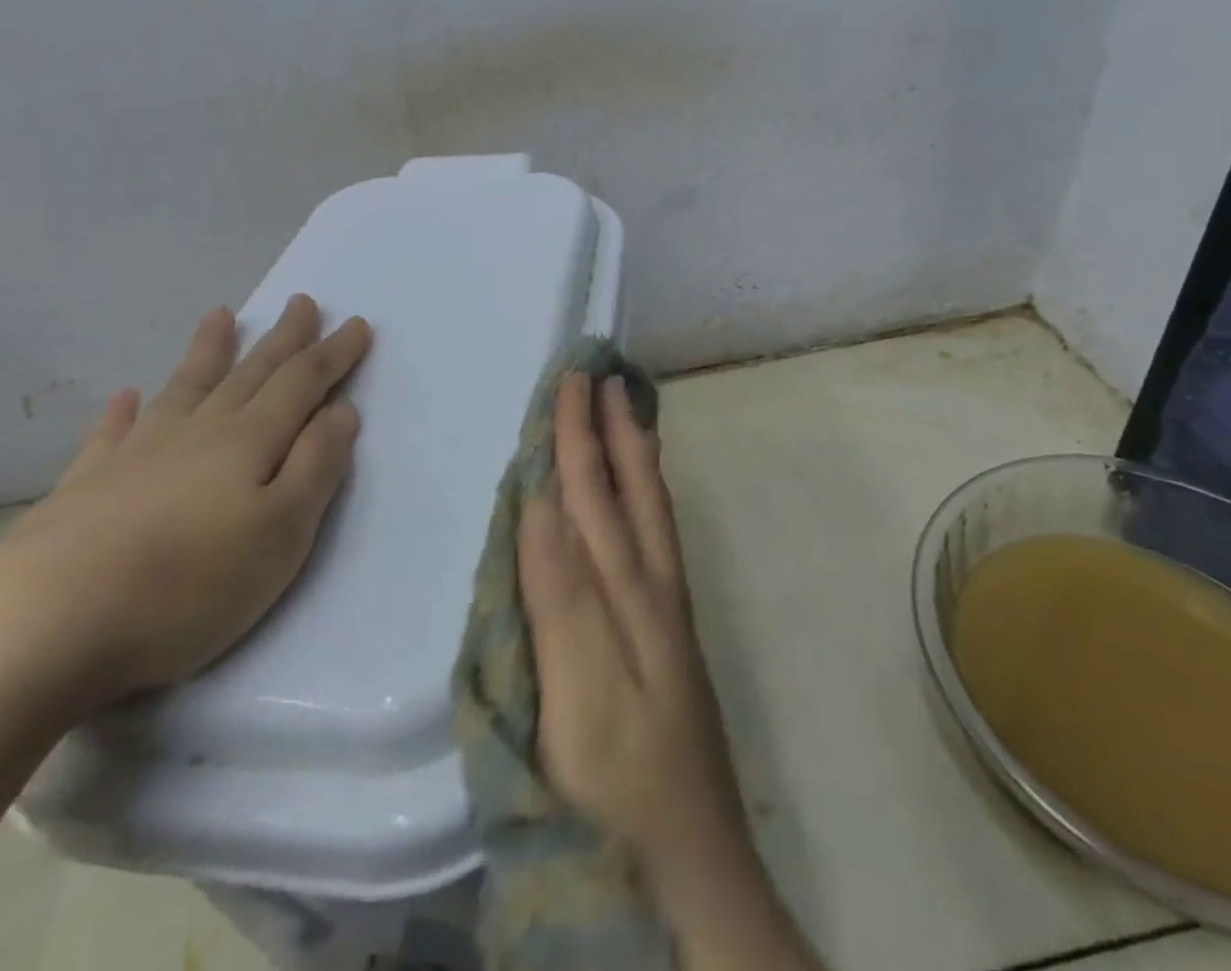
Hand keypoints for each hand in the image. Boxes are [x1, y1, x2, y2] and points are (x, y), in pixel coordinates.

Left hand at [0, 297, 370, 703]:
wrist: (45, 622)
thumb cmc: (188, 583)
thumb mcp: (281, 532)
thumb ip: (316, 467)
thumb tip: (341, 411)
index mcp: (249, 442)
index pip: (302, 383)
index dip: (333, 354)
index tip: (357, 323)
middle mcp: (198, 433)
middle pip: (250, 374)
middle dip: (282, 338)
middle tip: (302, 301)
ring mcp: (137, 454)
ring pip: (185, 388)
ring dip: (208, 351)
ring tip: (220, 315)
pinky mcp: (86, 486)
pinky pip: (111, 432)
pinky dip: (123, 411)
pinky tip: (125, 396)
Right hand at [518, 373, 748, 889]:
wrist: (690, 858)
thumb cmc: (616, 779)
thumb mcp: (578, 686)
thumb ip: (560, 590)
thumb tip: (540, 501)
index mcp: (623, 588)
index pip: (589, 490)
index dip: (576, 434)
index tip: (569, 379)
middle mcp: (650, 581)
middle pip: (625, 486)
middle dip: (607, 425)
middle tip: (596, 371)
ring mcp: (665, 603)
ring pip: (648, 504)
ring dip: (633, 448)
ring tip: (625, 405)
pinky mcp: (669, 627)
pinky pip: (656, 533)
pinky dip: (647, 492)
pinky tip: (642, 486)